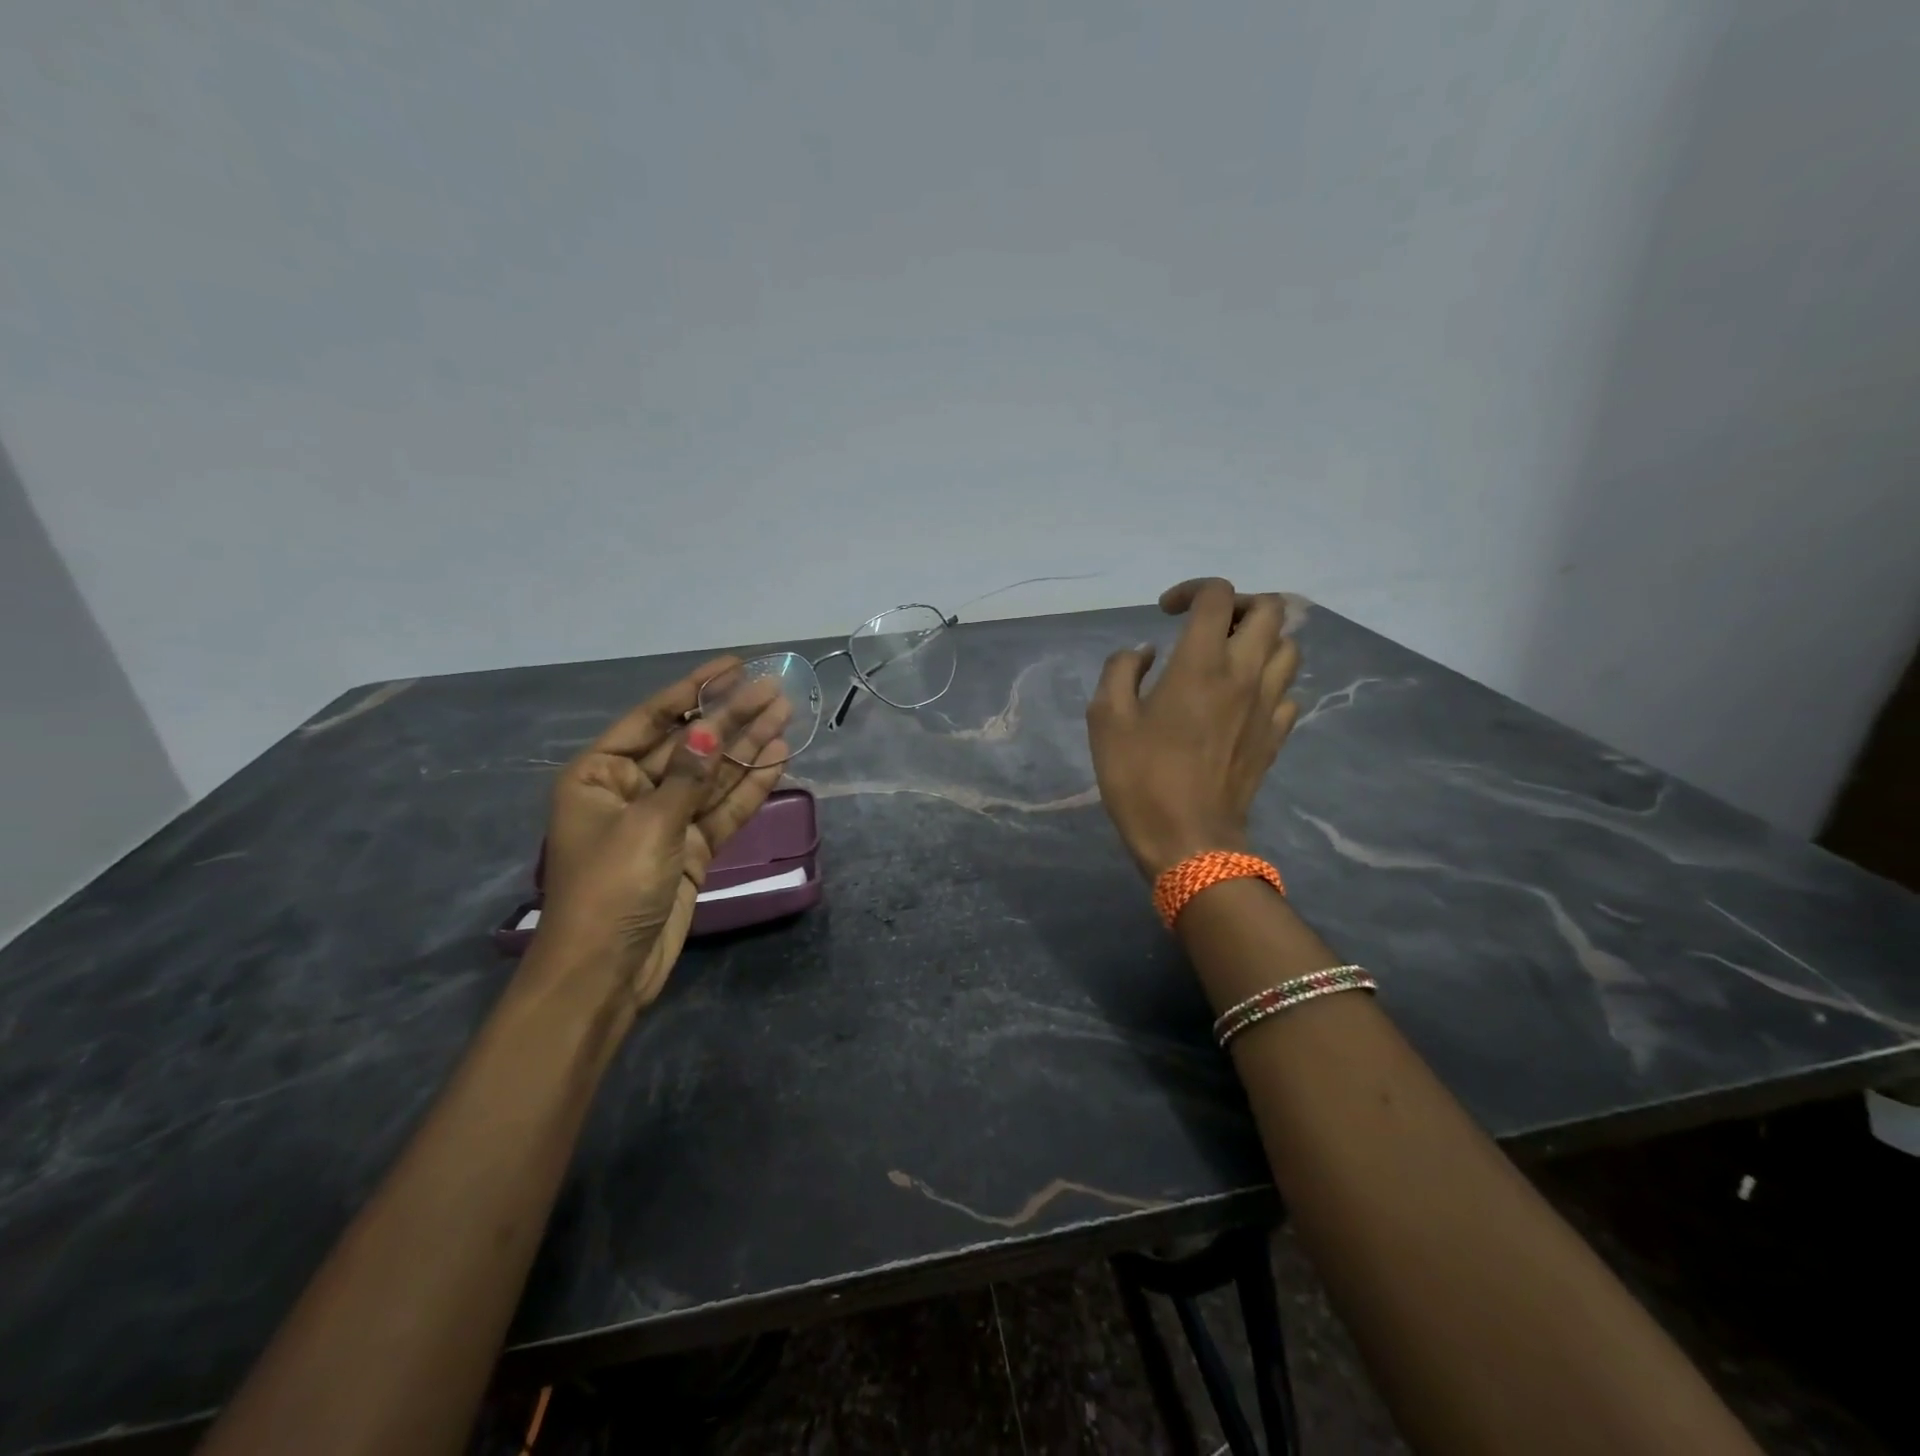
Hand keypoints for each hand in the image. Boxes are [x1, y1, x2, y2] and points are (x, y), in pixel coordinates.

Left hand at [535, 656, 791, 1009]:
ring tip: (786, 715)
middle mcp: (632, 790)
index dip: (695, 689)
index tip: (736, 665)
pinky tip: (778, 758)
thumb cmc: (611, 888)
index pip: (654, 718)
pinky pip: (723, 809)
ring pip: (713, 775)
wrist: (607, 971)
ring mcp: (664, 821)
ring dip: (747, 747)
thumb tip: (712, 732)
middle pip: (691, 744)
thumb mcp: (648, 824)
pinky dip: (749, 787)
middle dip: (731, 717)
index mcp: (601, 775)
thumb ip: (687, 776)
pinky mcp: (690, 849)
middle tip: (775, 690)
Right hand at [1086, 579, 1300, 878]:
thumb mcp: (1105, 718)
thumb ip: (1120, 670)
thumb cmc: (1140, 778)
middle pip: (1271, 610)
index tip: (1166, 613)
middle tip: (1206, 626)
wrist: (1188, 840)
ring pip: (1288, 647)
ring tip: (1227, 658)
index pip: (1217, 596)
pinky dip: (1267, 681)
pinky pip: (1287, 690)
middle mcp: (1244, 674)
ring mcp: (1268, 706)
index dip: (1191, 590)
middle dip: (1237, 605)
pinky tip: (1240, 699)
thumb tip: (1144, 653)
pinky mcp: (1277, 735)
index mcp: (1201, 663)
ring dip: (1260, 640)